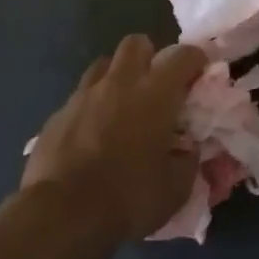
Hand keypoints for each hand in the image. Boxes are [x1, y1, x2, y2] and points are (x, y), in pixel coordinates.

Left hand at [20, 35, 205, 247]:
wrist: (61, 216)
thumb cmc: (128, 198)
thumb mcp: (176, 188)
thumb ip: (187, 159)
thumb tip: (187, 147)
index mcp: (155, 94)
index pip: (183, 55)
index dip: (196, 59)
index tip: (201, 74)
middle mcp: (120, 83)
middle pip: (136, 43)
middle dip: (150, 57)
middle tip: (157, 86)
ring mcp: (83, 96)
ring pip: (104, 65)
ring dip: (118, 78)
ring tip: (123, 107)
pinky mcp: (57, 115)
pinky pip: (80, 97)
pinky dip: (92, 107)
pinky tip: (93, 135)